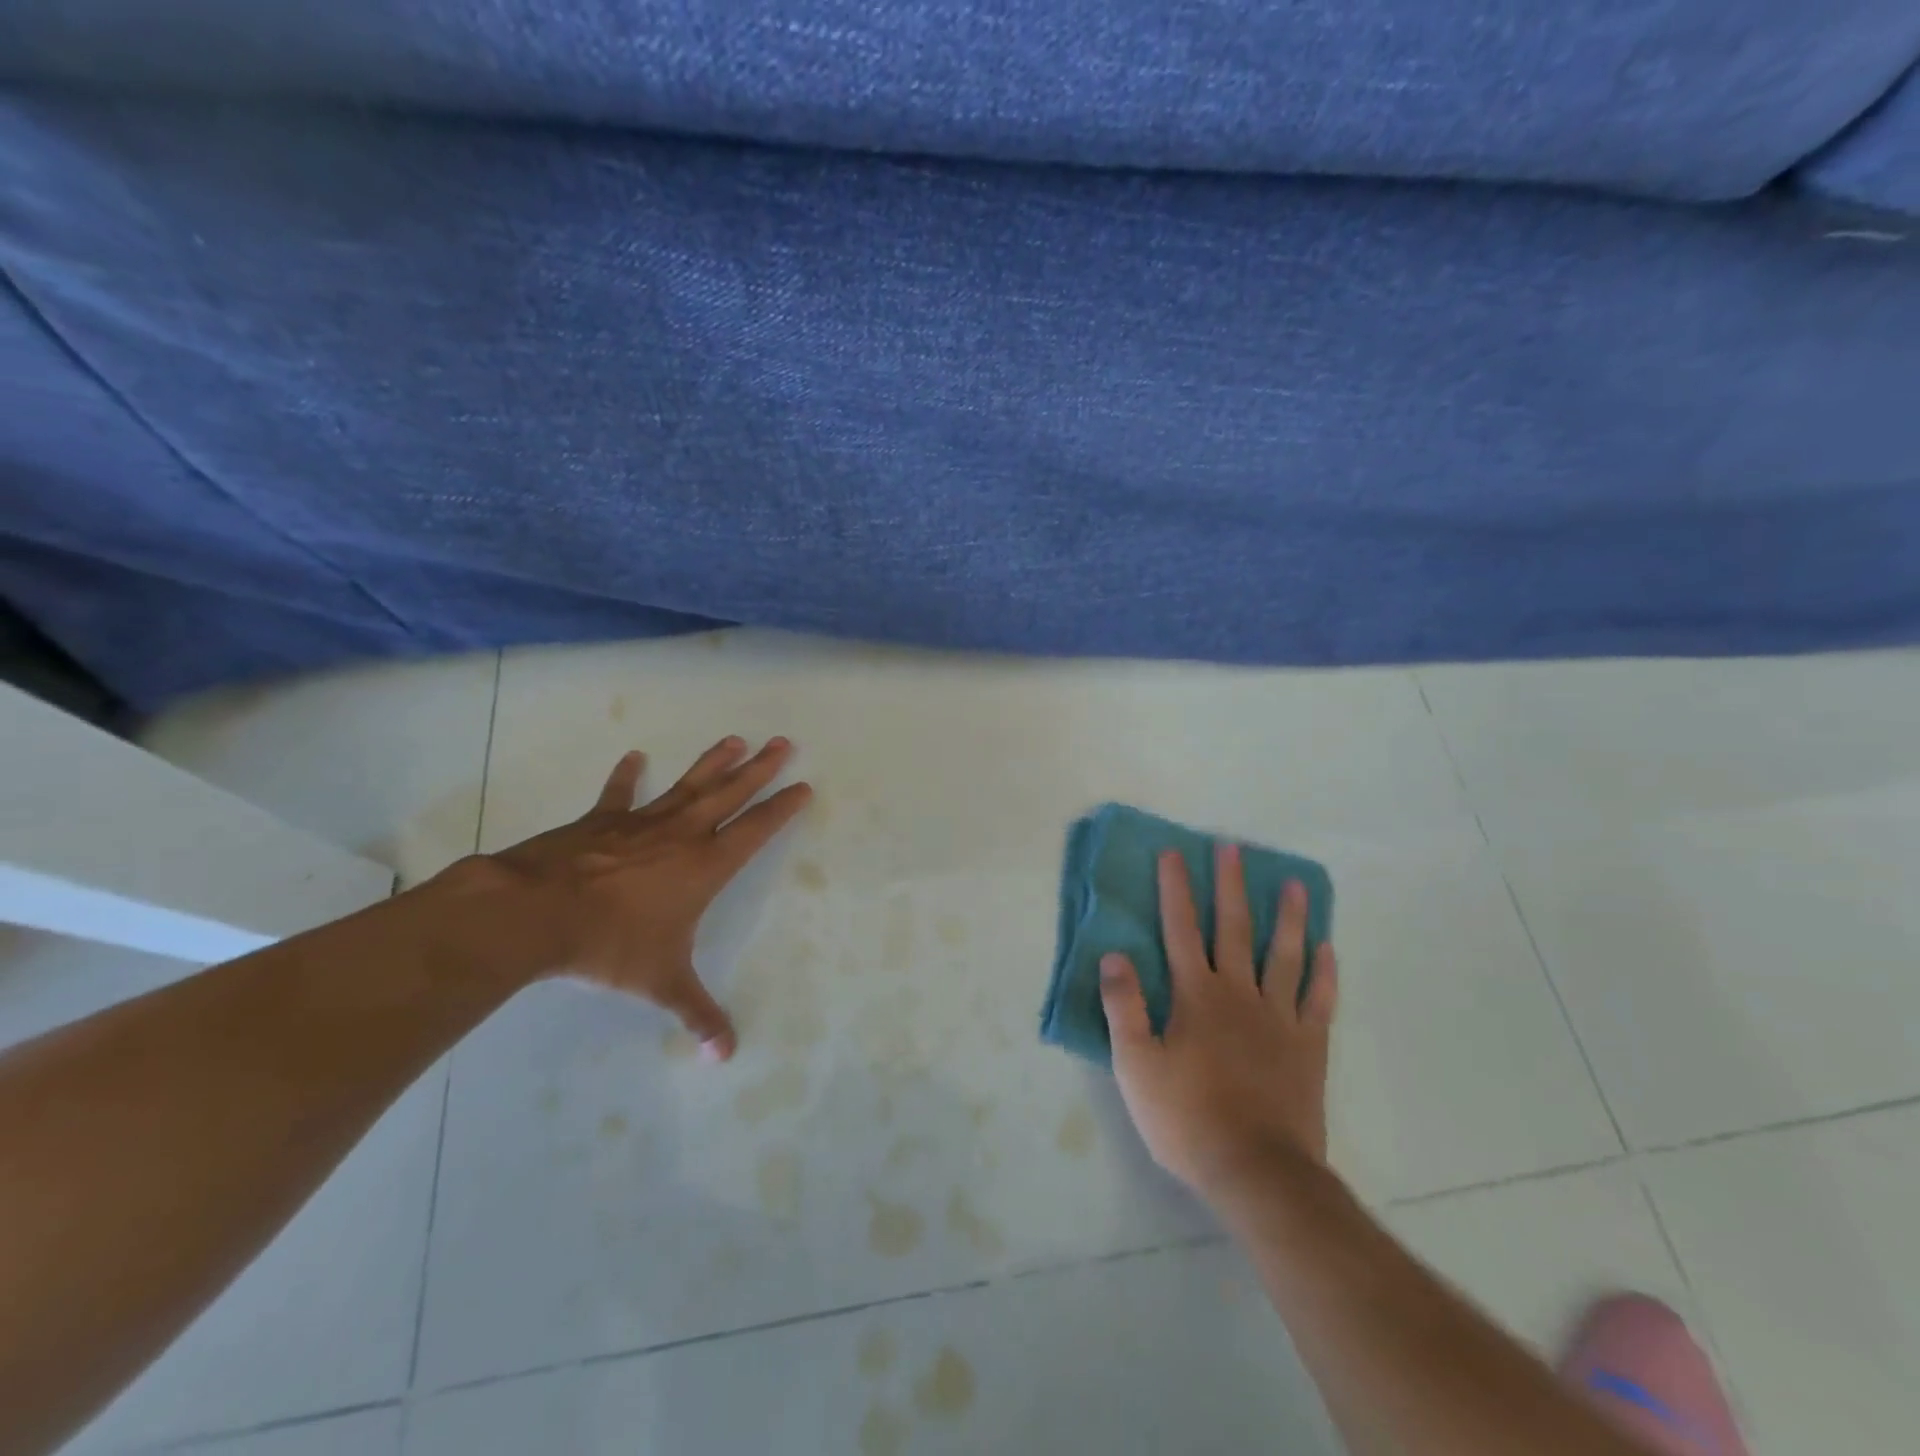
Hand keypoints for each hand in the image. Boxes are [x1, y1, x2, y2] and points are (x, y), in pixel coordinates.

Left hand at [462, 736, 810, 1059]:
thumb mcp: (661, 983)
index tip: (803, 785)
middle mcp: (682, 835)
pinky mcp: (601, 821)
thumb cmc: (611, 945)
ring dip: (714, 762)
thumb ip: (697, 1014)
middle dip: (760, 769)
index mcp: (705, 866)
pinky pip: (619, 795)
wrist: (536, 914)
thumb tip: (726, 1057)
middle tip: (784, 742)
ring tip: (736, 739)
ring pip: (688, 785)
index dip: (782, 808)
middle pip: (730, 794)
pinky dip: (626, 776)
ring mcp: (641, 823)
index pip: (756, 830)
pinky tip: (634, 756)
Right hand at [1098, 844, 1337, 1202]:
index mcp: (1196, 996)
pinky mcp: (1308, 1046)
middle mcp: (1239, 994)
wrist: (1257, 1170)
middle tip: (1231, 848)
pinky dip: (1324, 972)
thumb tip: (1114, 954)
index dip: (1175, 889)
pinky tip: (1327, 949)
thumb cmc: (1187, 1117)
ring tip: (1294, 884)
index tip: (1174, 853)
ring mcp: (1279, 1018)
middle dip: (1229, 886)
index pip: (1180, 930)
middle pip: (1234, 929)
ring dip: (1288, 917)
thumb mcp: (1136, 1065)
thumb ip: (1125, 1006)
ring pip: (1285, 955)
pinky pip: (1318, 1000)